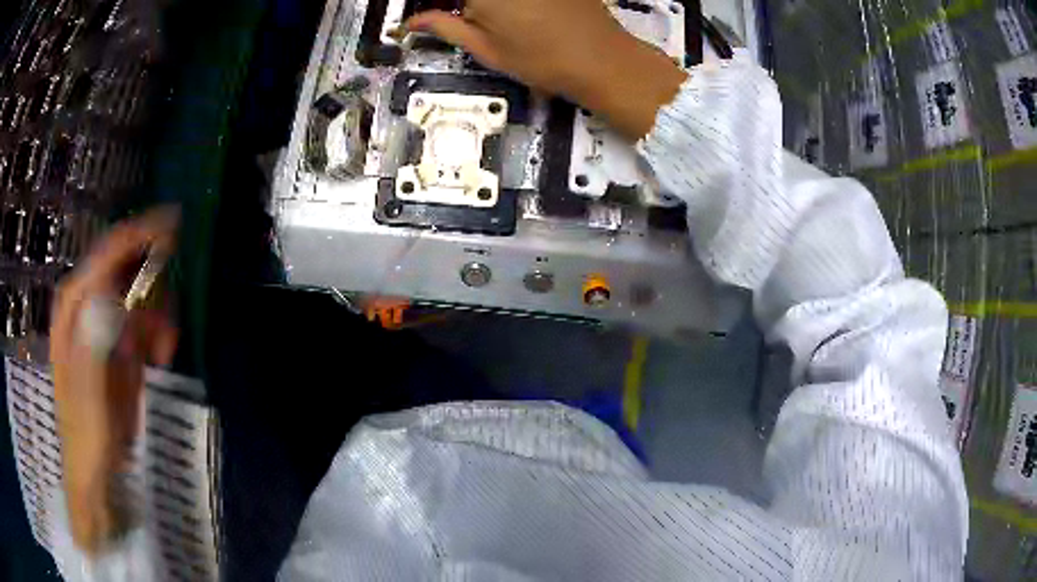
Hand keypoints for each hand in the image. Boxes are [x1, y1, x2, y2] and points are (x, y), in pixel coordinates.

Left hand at [50, 207, 179, 553]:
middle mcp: (88, 301)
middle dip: (155, 287)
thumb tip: (108, 299)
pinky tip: (161, 355)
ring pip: (141, 290)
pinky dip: (159, 329)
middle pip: (129, 266)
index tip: (175, 225)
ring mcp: (105, 319)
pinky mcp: (119, 339)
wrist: (94, 466)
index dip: (141, 234)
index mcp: (75, 303)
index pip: (109, 252)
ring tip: (164, 350)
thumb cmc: (86, 431)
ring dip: (160, 313)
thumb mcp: (88, 393)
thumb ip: (93, 343)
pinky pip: (145, 316)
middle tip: (167, 325)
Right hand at [406, 0, 687, 139]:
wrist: (602, 59)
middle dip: (465, 6)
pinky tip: (526, 15)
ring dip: (489, 7)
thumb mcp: (484, 48)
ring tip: (500, 21)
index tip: (434, 13)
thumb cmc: (541, 59)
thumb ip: (444, 27)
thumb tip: (413, 22)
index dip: (437, 6)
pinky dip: (513, 4)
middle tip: (470, 18)